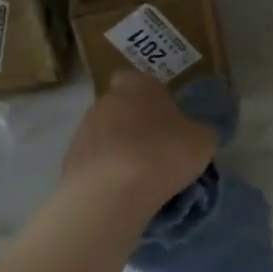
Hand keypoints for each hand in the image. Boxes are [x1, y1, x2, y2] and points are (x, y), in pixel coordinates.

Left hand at [61, 71, 217, 213]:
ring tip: (139, 178)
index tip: (164, 117)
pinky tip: (121, 192)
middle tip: (156, 151)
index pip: (137, 79)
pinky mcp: (70, 161)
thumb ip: (197, 131)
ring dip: (119, 150)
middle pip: (121, 108)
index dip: (150, 96)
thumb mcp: (202, 141)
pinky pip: (94, 162)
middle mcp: (106, 101)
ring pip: (105, 135)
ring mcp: (83, 130)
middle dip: (134, 125)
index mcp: (138, 86)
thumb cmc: (163, 154)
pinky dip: (106, 173)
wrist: (111, 192)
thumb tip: (192, 133)